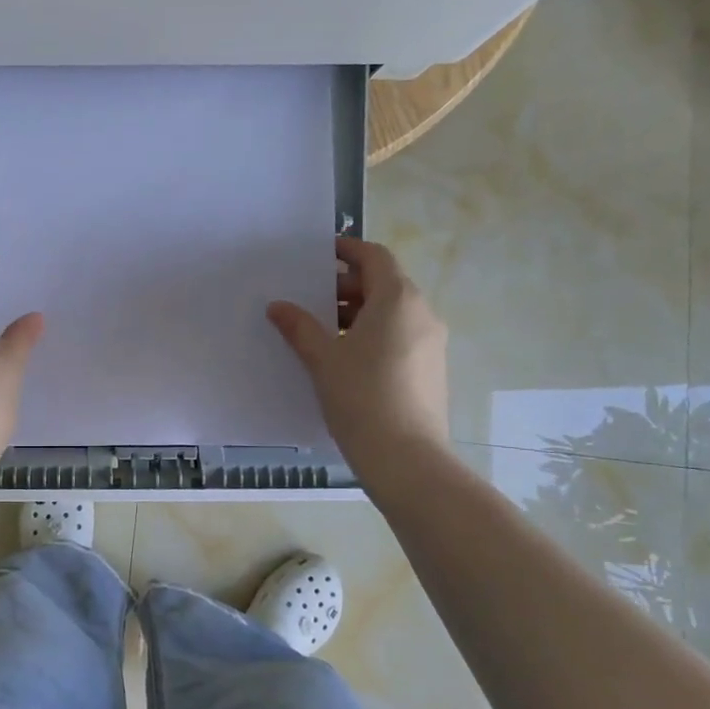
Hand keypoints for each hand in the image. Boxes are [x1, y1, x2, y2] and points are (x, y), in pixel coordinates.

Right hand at [267, 237, 449, 464]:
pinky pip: (399, 336)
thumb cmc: (362, 397)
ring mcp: (431, 343)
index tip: (319, 254)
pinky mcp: (430, 369)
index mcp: (398, 300)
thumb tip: (278, 306)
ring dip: (357, 313)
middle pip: (383, 284)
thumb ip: (299, 326)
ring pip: (391, 313)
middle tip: (310, 299)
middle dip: (346, 286)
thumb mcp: (323, 358)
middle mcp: (421, 313)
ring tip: (320, 331)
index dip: (347, 250)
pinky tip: (343, 357)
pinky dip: (372, 334)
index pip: (375, 256)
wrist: (407, 458)